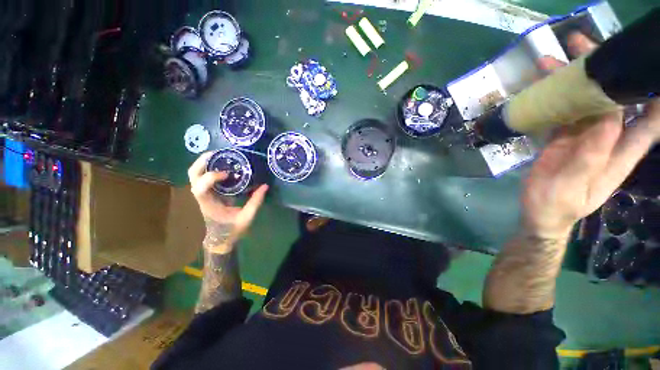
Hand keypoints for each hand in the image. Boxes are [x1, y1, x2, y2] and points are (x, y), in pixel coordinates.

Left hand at [188, 151, 268, 251]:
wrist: (220, 238)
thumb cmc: (232, 230)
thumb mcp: (246, 217)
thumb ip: (255, 202)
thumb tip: (265, 186)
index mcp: (208, 204)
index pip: (200, 188)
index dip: (210, 177)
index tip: (227, 173)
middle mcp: (202, 197)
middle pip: (192, 176)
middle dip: (201, 163)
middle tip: (217, 153)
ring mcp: (203, 194)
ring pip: (195, 174)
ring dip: (204, 163)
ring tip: (219, 155)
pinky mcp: (208, 193)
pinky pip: (203, 177)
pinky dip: (209, 168)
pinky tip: (222, 164)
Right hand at [522, 34, 659, 239]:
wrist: (539, 213)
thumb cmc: (558, 205)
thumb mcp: (575, 186)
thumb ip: (592, 157)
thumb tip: (608, 121)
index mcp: (621, 153)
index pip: (649, 120)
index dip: (652, 94)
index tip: (640, 65)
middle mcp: (609, 138)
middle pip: (615, 100)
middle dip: (604, 73)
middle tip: (582, 48)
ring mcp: (585, 136)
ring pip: (586, 101)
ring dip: (572, 81)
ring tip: (552, 62)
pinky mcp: (564, 137)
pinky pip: (564, 111)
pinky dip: (555, 97)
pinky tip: (543, 85)